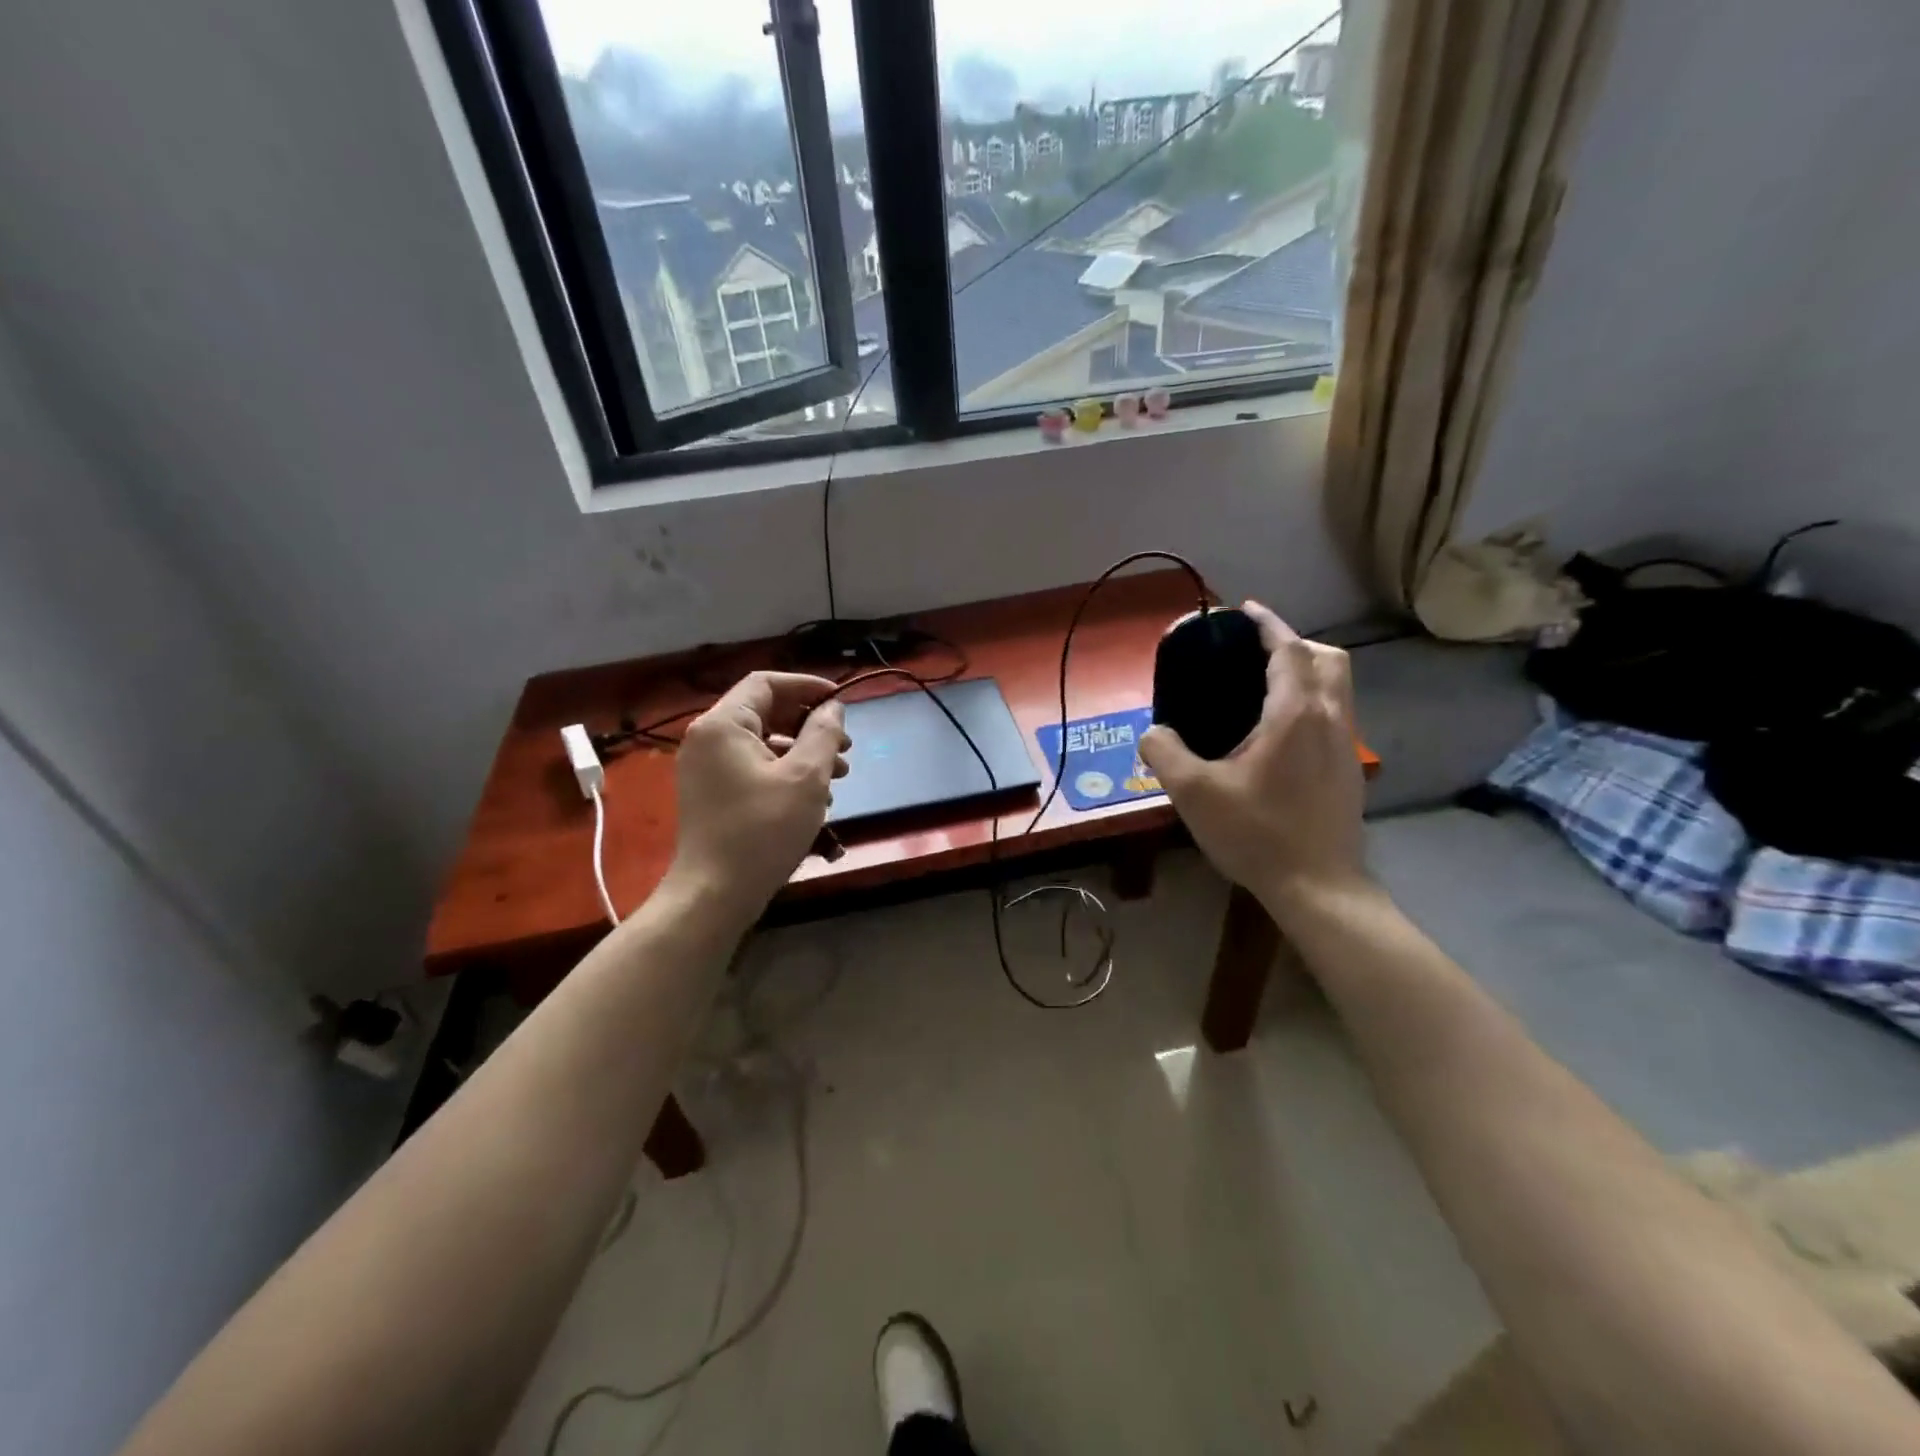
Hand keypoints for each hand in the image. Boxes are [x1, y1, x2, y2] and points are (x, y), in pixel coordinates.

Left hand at [669, 671, 849, 914]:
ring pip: (763, 743)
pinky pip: (753, 767)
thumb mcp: (806, 777)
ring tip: (840, 775)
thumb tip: (833, 708)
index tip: (841, 703)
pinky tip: (814, 797)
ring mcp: (706, 768)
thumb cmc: (762, 830)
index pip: (766, 683)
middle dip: (810, 724)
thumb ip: (823, 733)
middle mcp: (708, 739)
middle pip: (765, 712)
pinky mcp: (712, 794)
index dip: (807, 687)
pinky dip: (785, 772)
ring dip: (803, 752)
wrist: (714, 895)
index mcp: (723, 724)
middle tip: (846, 746)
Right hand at [1139, 601, 1368, 916]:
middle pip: (1327, 659)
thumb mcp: (1194, 794)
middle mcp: (1330, 720)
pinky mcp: (1349, 770)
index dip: (1268, 625)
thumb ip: (1165, 754)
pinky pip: (1335, 715)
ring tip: (1265, 688)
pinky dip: (1312, 702)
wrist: (1318, 888)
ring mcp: (1345, 746)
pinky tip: (1279, 734)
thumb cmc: (1257, 834)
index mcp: (1295, 715)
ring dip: (1307, 672)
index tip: (1245, 611)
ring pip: (1338, 687)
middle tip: (1256, 653)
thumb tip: (1153, 733)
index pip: (1289, 650)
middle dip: (1294, 644)